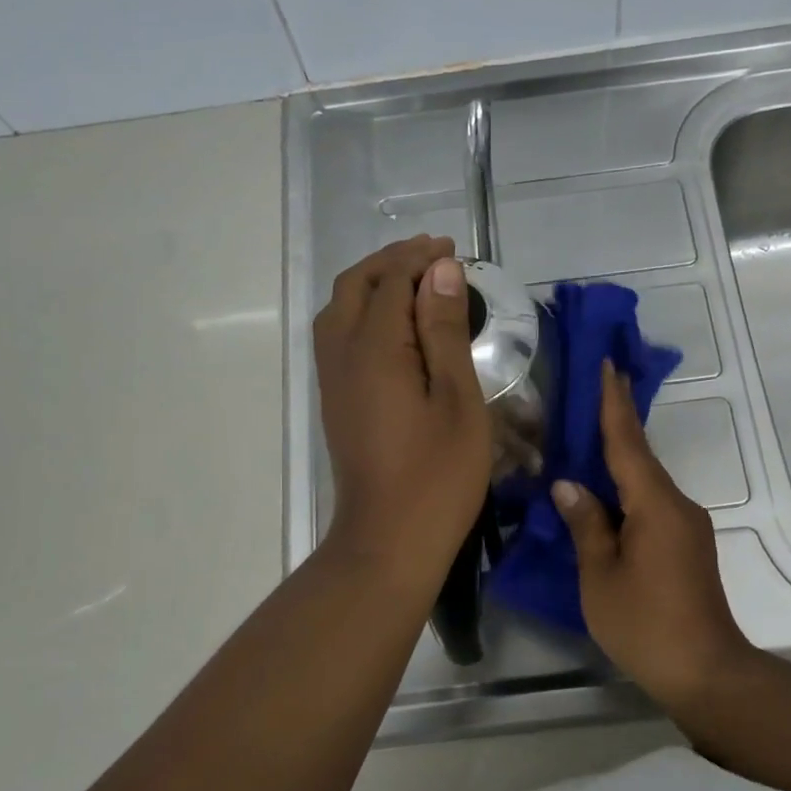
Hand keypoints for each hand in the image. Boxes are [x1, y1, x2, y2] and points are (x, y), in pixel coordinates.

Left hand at [313, 236, 490, 592]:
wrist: (388, 541)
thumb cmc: (437, 476)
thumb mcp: (457, 400)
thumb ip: (445, 331)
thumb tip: (441, 272)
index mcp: (375, 349)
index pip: (391, 282)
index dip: (420, 259)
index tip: (452, 250)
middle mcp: (342, 355)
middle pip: (355, 287)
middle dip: (390, 262)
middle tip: (432, 257)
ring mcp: (332, 381)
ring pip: (340, 311)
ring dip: (372, 285)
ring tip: (414, 283)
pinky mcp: (336, 402)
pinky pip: (340, 337)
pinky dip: (365, 314)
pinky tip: (395, 328)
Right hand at [552, 361, 748, 705]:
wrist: (706, 671)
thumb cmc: (645, 624)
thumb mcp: (600, 576)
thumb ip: (585, 525)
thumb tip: (569, 485)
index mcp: (655, 505)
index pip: (628, 443)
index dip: (614, 404)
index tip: (609, 365)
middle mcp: (677, 506)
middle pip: (640, 458)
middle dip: (616, 424)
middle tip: (593, 390)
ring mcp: (687, 527)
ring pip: (645, 484)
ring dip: (618, 461)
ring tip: (586, 442)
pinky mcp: (687, 546)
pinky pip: (651, 505)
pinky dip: (626, 493)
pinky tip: (606, 497)